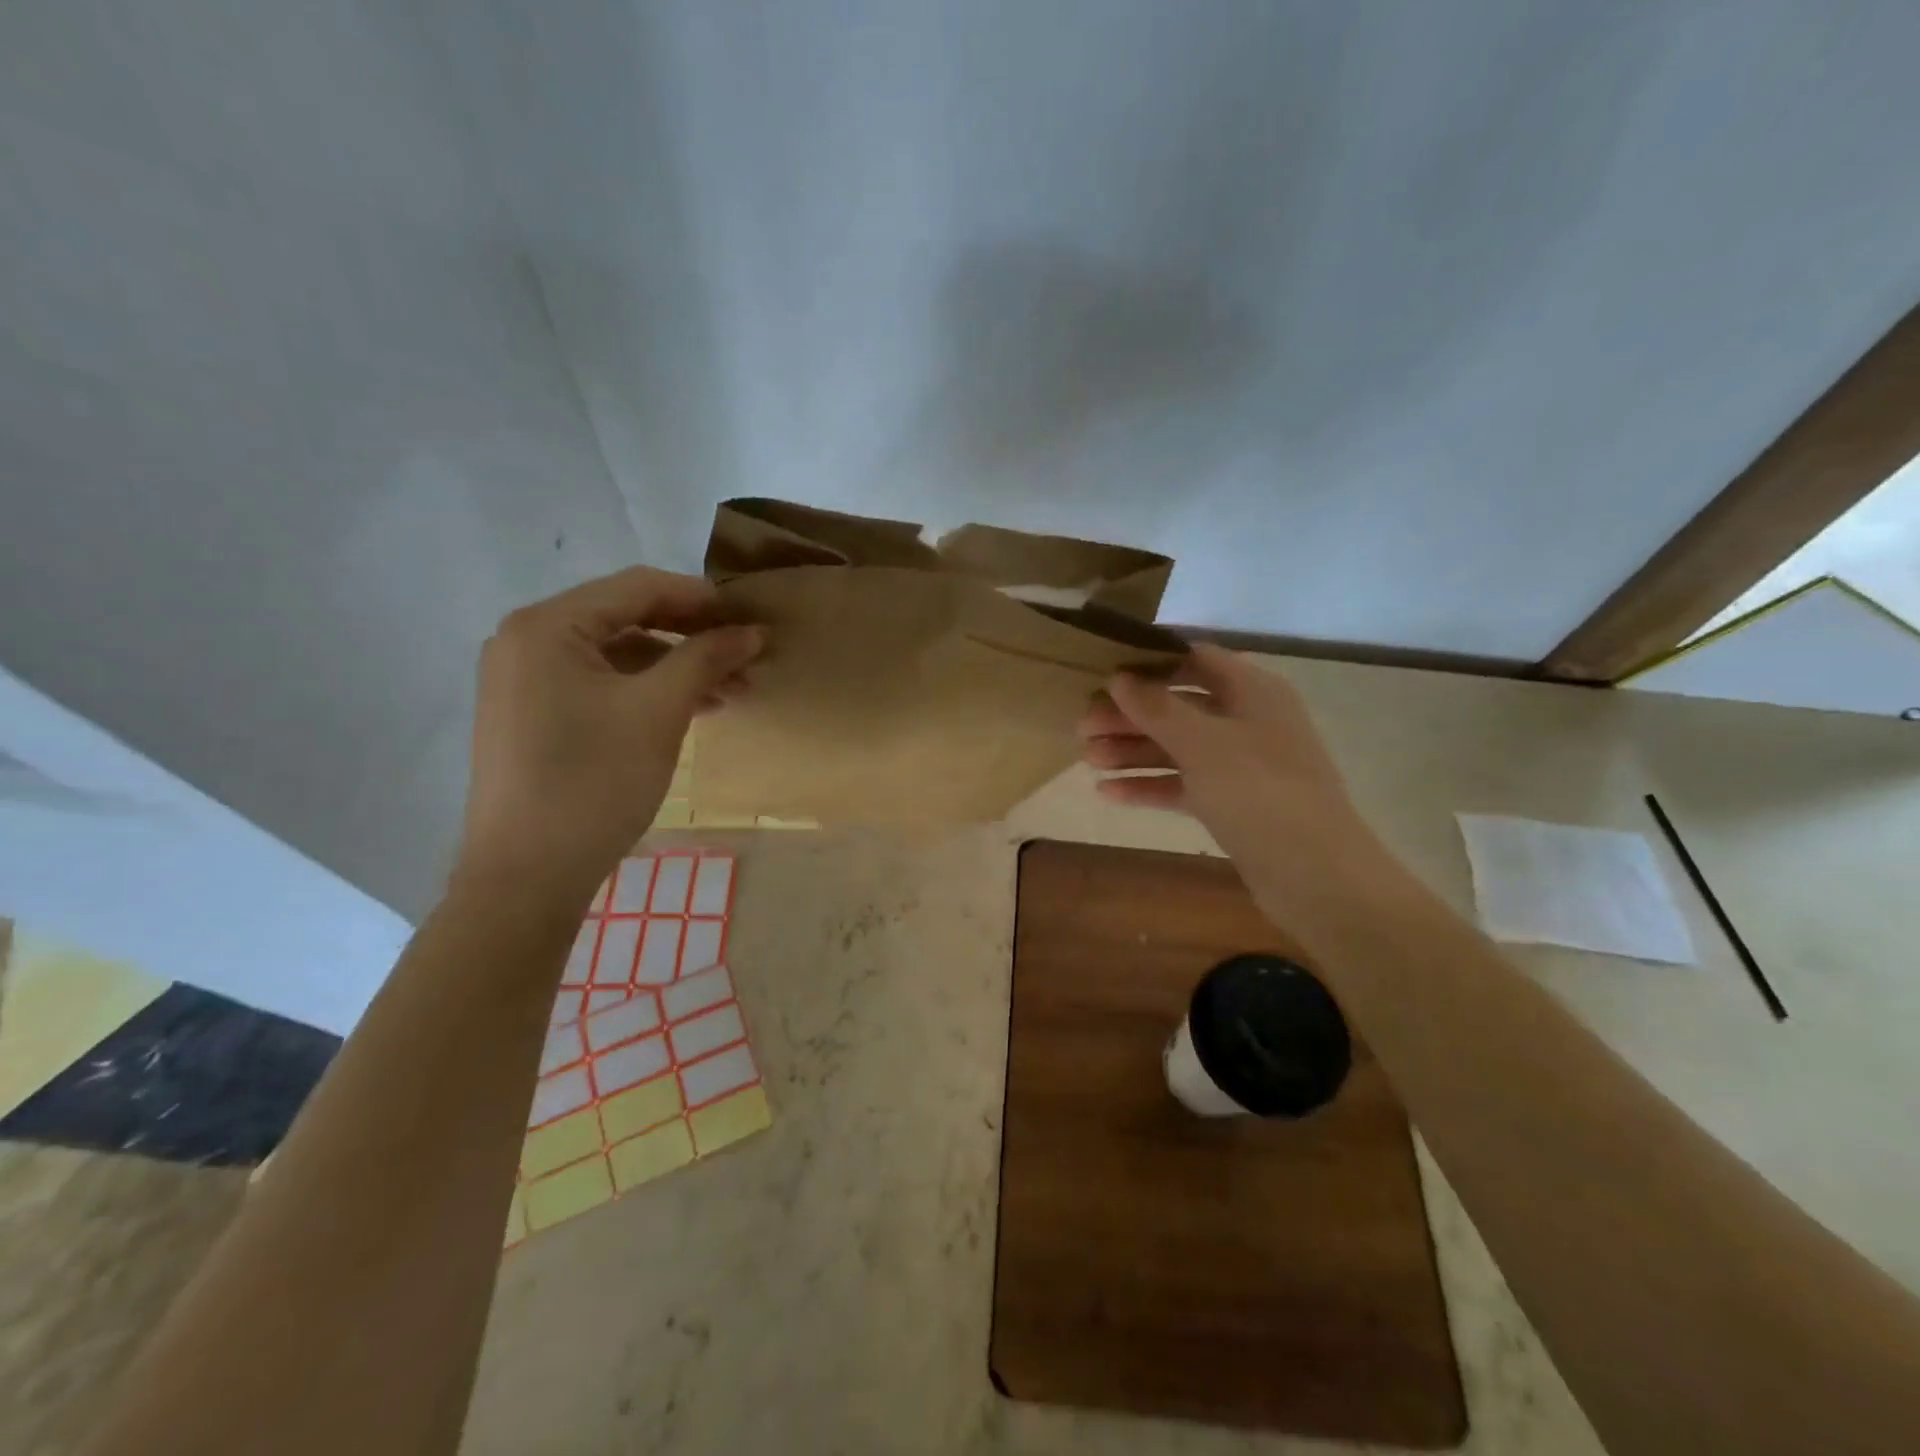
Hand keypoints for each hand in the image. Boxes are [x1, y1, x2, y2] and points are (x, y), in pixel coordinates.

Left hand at [456, 567, 761, 907]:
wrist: (527, 876)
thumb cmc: (593, 782)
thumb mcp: (658, 711)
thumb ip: (706, 658)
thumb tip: (752, 630)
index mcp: (547, 626)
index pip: (638, 588)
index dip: (702, 599)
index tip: (752, 618)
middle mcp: (527, 641)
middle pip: (627, 619)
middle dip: (693, 637)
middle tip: (747, 658)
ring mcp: (527, 681)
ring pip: (619, 656)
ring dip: (677, 668)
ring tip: (732, 692)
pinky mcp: (535, 716)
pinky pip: (602, 686)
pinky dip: (649, 692)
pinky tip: (693, 709)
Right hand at [1078, 644, 1380, 899]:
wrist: (1313, 873)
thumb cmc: (1258, 790)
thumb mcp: (1201, 742)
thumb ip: (1156, 707)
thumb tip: (1119, 677)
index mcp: (1252, 690)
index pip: (1194, 660)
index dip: (1149, 663)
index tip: (1103, 674)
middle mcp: (1247, 720)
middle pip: (1178, 706)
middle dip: (1130, 716)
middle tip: (1082, 727)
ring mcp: (1241, 764)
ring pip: (1177, 748)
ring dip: (1133, 752)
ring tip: (1087, 760)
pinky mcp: (1232, 803)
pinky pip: (1184, 784)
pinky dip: (1149, 785)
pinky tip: (1108, 794)